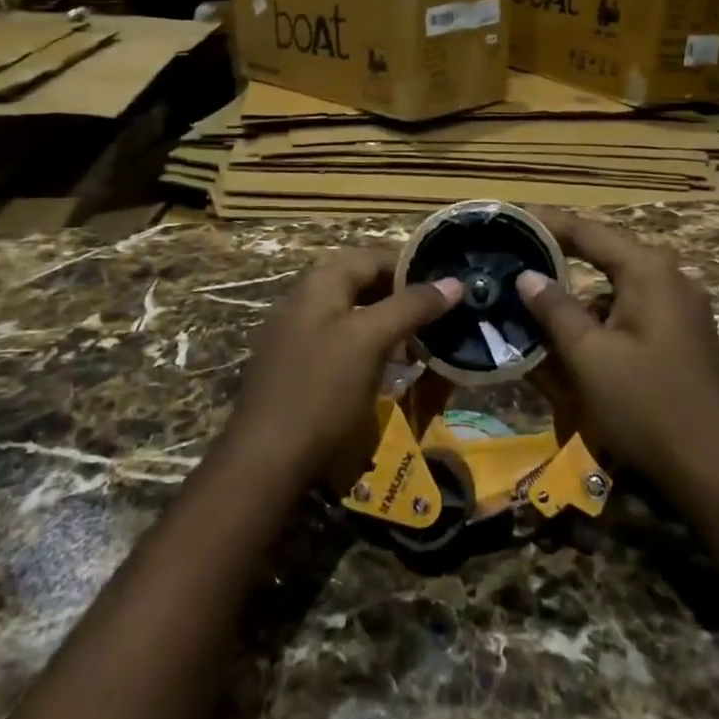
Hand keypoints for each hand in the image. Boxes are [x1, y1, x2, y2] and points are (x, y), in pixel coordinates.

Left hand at [228, 250, 460, 481]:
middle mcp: (303, 300)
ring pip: (351, 316)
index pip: (372, 257)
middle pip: (360, 284)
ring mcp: (294, 335)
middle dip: (400, 296)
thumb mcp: (371, 340)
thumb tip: (454, 282)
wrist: (265, 461)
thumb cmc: (322, 390)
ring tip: (419, 343)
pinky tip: (386, 370)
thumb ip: (412, 306)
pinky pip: (338, 343)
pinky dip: (366, 347)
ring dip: (386, 324)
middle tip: (438, 316)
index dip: (411, 267)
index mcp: (319, 283)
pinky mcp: (294, 368)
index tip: (446, 285)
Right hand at [518, 209, 718, 492]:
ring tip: (538, 301)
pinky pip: (632, 312)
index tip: (514, 217)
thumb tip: (528, 276)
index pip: (590, 232)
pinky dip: (601, 318)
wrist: (713, 469)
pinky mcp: (682, 337)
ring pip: (617, 288)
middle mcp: (670, 279)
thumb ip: (555, 309)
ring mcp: (681, 309)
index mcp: (649, 272)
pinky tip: (575, 338)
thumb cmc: (645, 405)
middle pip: (606, 256)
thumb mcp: (588, 356)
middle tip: (520, 255)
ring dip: (580, 294)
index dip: (550, 224)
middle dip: (562, 257)